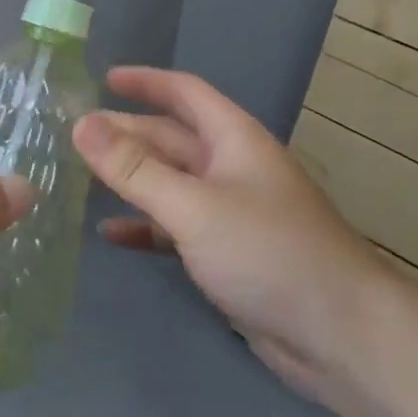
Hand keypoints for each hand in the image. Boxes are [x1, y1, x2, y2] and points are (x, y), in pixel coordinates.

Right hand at [73, 67, 384, 399]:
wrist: (342, 338)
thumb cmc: (269, 253)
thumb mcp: (193, 206)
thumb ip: (134, 168)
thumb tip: (82, 124)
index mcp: (233, 140)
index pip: (185, 92)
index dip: (145, 81)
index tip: (103, 78)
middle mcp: (231, 167)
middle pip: (170, 138)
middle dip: (126, 132)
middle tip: (75, 134)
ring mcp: (230, 212)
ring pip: (169, 183)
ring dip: (130, 178)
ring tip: (81, 176)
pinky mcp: (227, 253)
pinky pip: (175, 227)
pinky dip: (144, 226)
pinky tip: (111, 233)